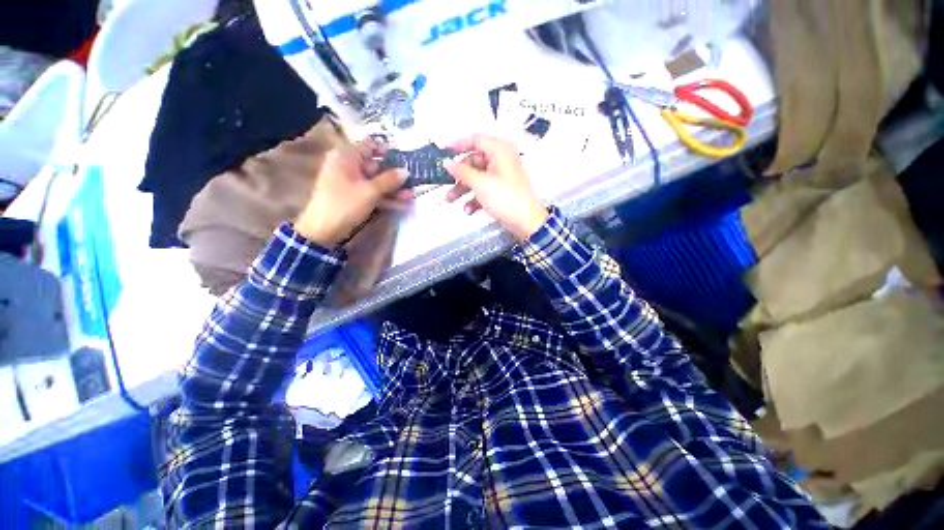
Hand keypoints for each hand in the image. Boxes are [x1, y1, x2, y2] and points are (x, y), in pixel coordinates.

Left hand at [295, 141, 407, 246]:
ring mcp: (351, 183)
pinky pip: (373, 193)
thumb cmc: (344, 205)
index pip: (371, 146)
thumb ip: (389, 180)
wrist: (322, 231)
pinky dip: (386, 199)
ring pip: (377, 182)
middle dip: (396, 176)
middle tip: (414, 181)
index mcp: (346, 156)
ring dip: (394, 190)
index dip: (389, 152)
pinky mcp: (355, 197)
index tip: (406, 159)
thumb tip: (406, 171)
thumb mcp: (370, 191)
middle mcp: (348, 166)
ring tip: (412, 196)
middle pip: (377, 166)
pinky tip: (403, 205)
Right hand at [445, 134, 548, 240]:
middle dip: (458, 175)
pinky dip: (474, 199)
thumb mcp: (481, 183)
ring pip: (476, 178)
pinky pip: (483, 190)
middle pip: (473, 161)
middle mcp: (500, 160)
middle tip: (445, 183)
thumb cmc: (506, 198)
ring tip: (451, 200)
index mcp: (499, 151)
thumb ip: (463, 172)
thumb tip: (449, 164)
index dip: (457, 144)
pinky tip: (468, 210)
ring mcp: (500, 177)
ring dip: (463, 189)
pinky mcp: (501, 192)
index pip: (475, 139)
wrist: (526, 221)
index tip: (442, 152)